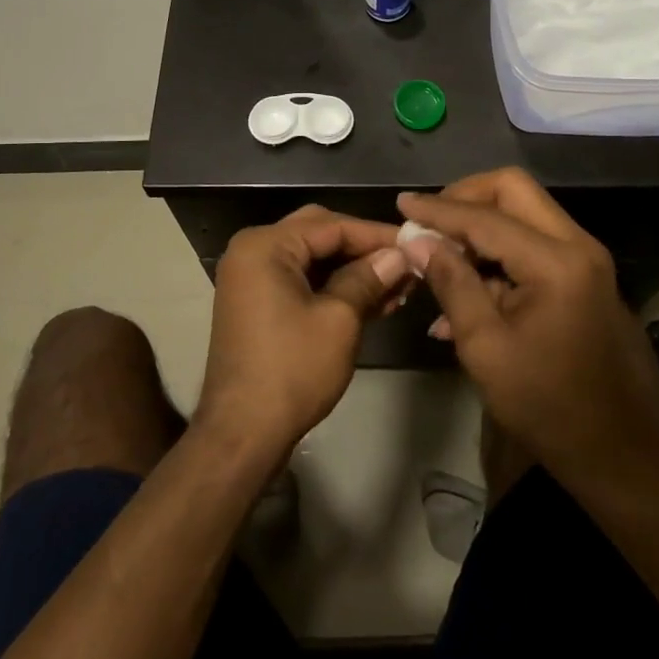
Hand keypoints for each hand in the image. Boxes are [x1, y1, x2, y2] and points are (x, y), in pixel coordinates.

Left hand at [196, 206, 410, 463]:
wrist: (242, 433)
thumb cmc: (292, 370)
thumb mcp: (339, 320)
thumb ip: (368, 278)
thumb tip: (398, 256)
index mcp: (265, 245)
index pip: (331, 225)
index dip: (376, 234)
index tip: (416, 244)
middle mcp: (253, 251)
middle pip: (320, 234)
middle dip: (364, 249)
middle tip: (405, 263)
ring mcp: (253, 279)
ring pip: (313, 260)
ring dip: (353, 271)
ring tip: (399, 286)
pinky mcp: (258, 304)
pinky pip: (302, 282)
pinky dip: (334, 288)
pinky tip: (374, 301)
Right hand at [397, 170, 658, 497]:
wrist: (630, 461)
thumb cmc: (551, 409)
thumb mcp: (487, 349)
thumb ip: (452, 284)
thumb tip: (417, 241)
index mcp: (555, 261)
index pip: (485, 216)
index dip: (437, 209)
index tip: (401, 204)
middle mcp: (578, 246)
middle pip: (514, 191)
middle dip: (465, 198)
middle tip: (429, 224)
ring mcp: (587, 262)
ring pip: (525, 216)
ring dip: (480, 229)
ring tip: (439, 262)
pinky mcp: (587, 281)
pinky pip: (536, 247)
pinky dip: (499, 257)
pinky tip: (465, 295)